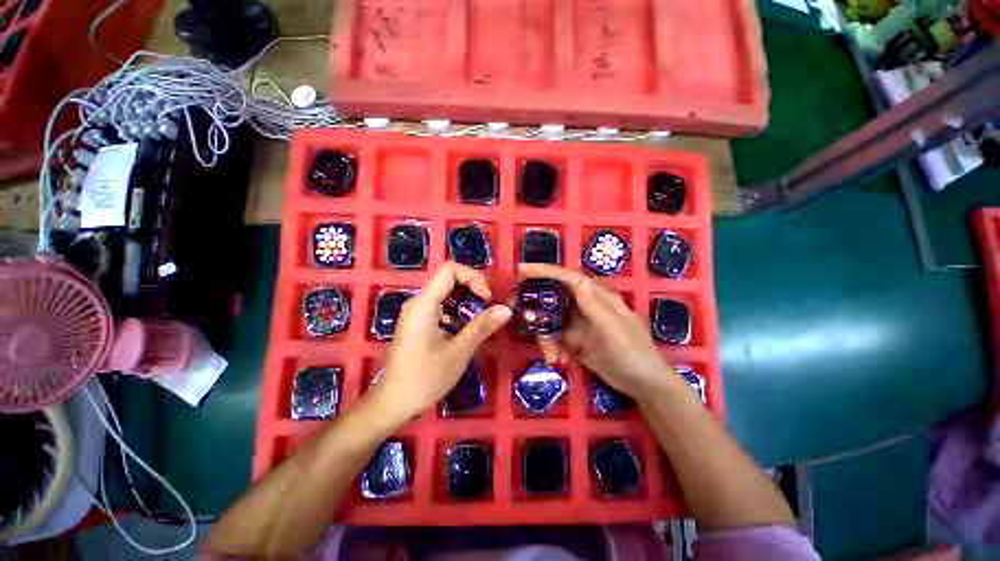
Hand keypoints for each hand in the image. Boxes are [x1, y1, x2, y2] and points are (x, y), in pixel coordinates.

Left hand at [374, 262, 511, 420]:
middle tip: (490, 306)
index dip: (473, 277)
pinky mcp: (419, 322)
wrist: (393, 403)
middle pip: (449, 278)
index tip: (487, 299)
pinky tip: (469, 325)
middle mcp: (419, 302)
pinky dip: (459, 309)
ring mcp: (417, 312)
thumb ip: (481, 327)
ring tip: (483, 315)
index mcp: (424, 304)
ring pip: (447, 291)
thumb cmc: (424, 379)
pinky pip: (442, 305)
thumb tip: (506, 309)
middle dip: (474, 287)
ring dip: (468, 298)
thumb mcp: (458, 352)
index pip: (450, 270)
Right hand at [518, 263, 676, 398]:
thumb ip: (594, 308)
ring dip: (545, 335)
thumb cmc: (634, 353)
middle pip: (553, 297)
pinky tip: (557, 360)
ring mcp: (577, 323)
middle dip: (536, 306)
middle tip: (517, 312)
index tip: (522, 270)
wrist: (643, 385)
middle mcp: (584, 306)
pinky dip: (551, 347)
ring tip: (551, 355)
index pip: (569, 278)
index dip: (546, 271)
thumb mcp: (614, 331)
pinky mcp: (573, 339)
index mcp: (597, 297)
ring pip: (550, 320)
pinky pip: (554, 337)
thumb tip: (575, 281)